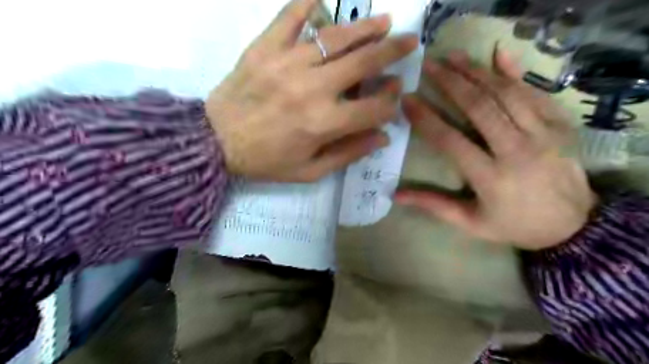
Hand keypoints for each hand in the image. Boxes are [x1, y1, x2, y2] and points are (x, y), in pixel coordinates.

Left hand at [211, 0, 418, 181]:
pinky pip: (290, 16)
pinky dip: (307, 3)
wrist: (215, 142)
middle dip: (393, 51)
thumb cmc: (266, 161)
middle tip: (410, 41)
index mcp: (324, 123)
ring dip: (365, 27)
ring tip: (384, 21)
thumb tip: (382, 137)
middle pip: (363, 62)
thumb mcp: (310, 171)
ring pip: (336, 36)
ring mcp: (287, 62)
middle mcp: (312, 88)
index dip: (390, 102)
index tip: (395, 96)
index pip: (373, 108)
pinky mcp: (264, 47)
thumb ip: (348, 154)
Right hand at [402, 47, 597, 249]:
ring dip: (477, 71)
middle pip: (479, 107)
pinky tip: (497, 55)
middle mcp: (517, 150)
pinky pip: (534, 92)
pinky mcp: (560, 125)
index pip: (450, 141)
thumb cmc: (514, 224)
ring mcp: (544, 134)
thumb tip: (396, 194)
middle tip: (428, 65)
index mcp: (491, 177)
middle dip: (451, 82)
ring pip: (506, 94)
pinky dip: (514, 72)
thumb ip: (434, 205)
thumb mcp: (471, 223)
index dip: (425, 118)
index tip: (407, 99)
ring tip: (453, 56)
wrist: (574, 225)